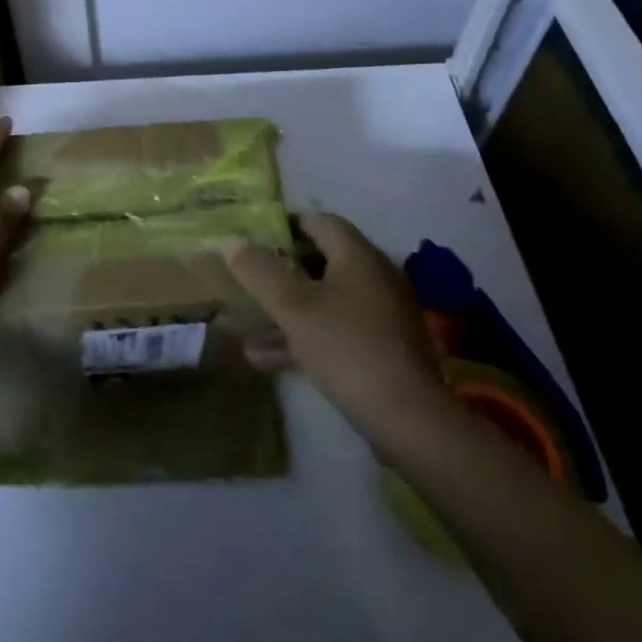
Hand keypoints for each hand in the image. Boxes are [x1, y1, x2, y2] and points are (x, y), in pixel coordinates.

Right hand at [227, 213, 456, 455]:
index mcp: (359, 256)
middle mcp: (375, 277)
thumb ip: (260, 271)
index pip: (319, 221)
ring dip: (288, 309)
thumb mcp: (293, 307)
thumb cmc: (347, 348)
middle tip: (248, 276)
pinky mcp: (384, 348)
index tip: (253, 236)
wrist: (409, 420)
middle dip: (282, 269)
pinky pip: (337, 329)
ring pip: (326, 300)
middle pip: (322, 260)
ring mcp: (382, 314)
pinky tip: (265, 359)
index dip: (285, 223)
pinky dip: (305, 336)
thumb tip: (232, 242)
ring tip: (246, 326)